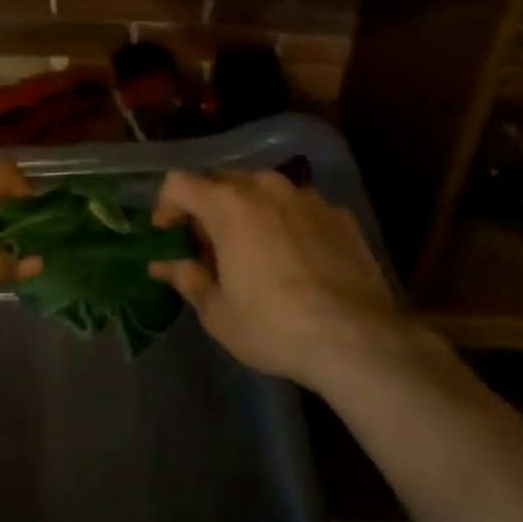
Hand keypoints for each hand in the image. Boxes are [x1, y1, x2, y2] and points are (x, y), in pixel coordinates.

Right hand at [149, 169, 404, 390]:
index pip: (179, 182)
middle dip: (207, 209)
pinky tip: (295, 260)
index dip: (166, 206)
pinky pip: (299, 208)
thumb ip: (186, 278)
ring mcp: (307, 197)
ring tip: (253, 251)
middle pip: (222, 181)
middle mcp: (266, 187)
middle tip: (208, 248)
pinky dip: (286, 224)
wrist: (358, 340)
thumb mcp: (218, 312)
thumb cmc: (274, 326)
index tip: (168, 235)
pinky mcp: (339, 214)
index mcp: (228, 204)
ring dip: (248, 212)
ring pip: (263, 191)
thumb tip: (164, 264)